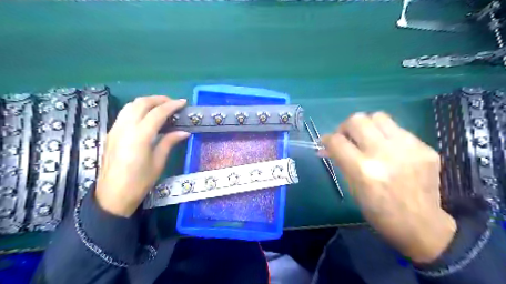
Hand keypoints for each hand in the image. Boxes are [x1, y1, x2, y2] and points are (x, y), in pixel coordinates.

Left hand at [94, 96, 188, 217]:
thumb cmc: (139, 182)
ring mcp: (115, 129)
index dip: (172, 105)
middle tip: (173, 103)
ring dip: (147, 102)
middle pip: (141, 103)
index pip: (157, 113)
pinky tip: (147, 116)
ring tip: (161, 106)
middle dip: (159, 99)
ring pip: (130, 105)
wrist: (112, 196)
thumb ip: (169, 142)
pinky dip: (137, 109)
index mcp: (140, 136)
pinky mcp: (111, 133)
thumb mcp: (158, 162)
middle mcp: (125, 128)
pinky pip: (125, 113)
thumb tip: (184, 132)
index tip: (183, 103)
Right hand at [322, 112, 456, 262]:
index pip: (337, 140)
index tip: (326, 142)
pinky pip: (397, 129)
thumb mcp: (353, 188)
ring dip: (366, 125)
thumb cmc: (379, 211)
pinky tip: (388, 149)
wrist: (421, 224)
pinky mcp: (424, 147)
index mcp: (363, 170)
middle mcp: (384, 154)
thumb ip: (340, 162)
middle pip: (357, 120)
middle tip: (347, 137)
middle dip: (345, 127)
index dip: (327, 139)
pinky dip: (385, 135)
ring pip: (378, 116)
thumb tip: (325, 147)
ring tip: (367, 138)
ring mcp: (408, 148)